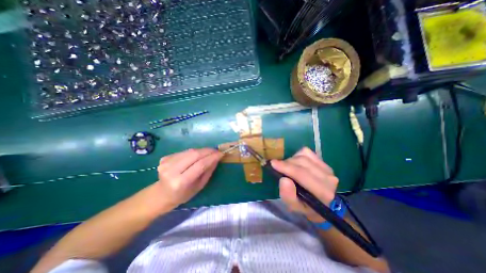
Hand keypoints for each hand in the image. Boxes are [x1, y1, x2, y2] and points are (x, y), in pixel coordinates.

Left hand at [156, 147, 220, 208]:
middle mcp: (172, 171)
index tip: (221, 153)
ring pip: (190, 151)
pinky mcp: (165, 158)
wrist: (161, 194)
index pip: (200, 164)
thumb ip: (208, 171)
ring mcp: (166, 163)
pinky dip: (193, 152)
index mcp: (181, 182)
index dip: (212, 157)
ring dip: (202, 150)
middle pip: (194, 155)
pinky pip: (184, 152)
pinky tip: (197, 156)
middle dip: (208, 151)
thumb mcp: (199, 186)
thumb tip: (217, 158)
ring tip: (209, 152)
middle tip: (216, 151)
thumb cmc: (183, 194)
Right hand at [272, 147, 338, 221]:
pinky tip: (296, 163)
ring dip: (291, 160)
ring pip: (304, 155)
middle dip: (286, 163)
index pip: (302, 174)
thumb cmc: (306, 206)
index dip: (286, 167)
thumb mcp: (294, 206)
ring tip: (287, 167)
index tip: (273, 163)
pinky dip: (297, 155)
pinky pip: (306, 152)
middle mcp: (328, 178)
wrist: (321, 202)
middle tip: (278, 167)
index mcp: (323, 192)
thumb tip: (284, 179)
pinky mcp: (324, 161)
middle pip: (302, 162)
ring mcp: (327, 167)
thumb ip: (288, 195)